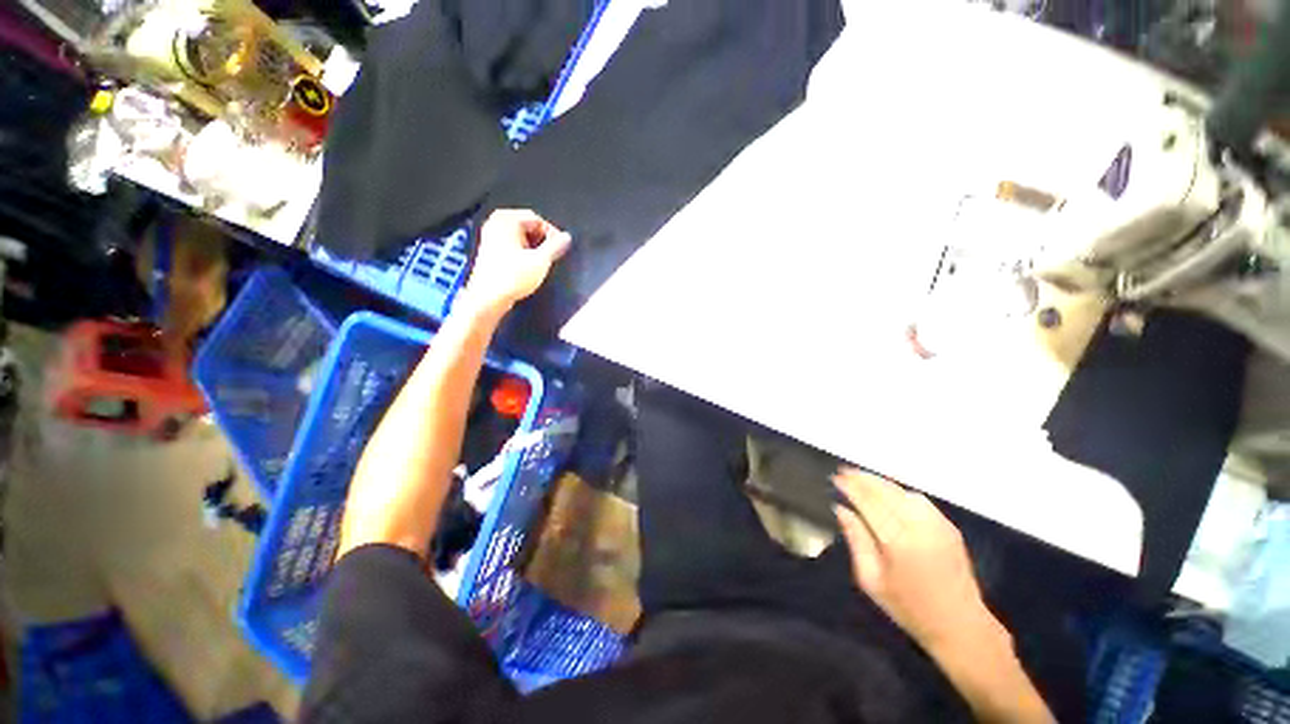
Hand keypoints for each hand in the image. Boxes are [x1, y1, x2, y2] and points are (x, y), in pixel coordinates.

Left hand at [465, 210, 571, 310]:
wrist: (488, 298)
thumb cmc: (512, 277)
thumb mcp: (541, 260)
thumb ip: (556, 246)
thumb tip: (567, 237)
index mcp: (506, 219)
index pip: (538, 219)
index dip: (552, 234)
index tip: (560, 249)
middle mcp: (496, 222)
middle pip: (529, 227)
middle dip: (542, 241)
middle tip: (550, 257)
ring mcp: (491, 236)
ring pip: (522, 237)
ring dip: (534, 249)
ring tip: (539, 264)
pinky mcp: (490, 250)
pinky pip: (513, 245)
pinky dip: (523, 253)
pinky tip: (527, 268)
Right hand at [832, 468, 1000, 654]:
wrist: (960, 625)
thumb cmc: (908, 607)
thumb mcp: (870, 579)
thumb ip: (856, 540)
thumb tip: (841, 509)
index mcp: (897, 542)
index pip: (868, 502)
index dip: (850, 487)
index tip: (836, 478)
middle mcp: (919, 527)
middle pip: (886, 491)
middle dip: (863, 478)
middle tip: (844, 471)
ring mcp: (937, 525)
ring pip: (903, 491)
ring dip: (880, 481)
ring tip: (862, 478)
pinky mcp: (949, 526)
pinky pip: (919, 499)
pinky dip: (899, 490)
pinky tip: (888, 491)